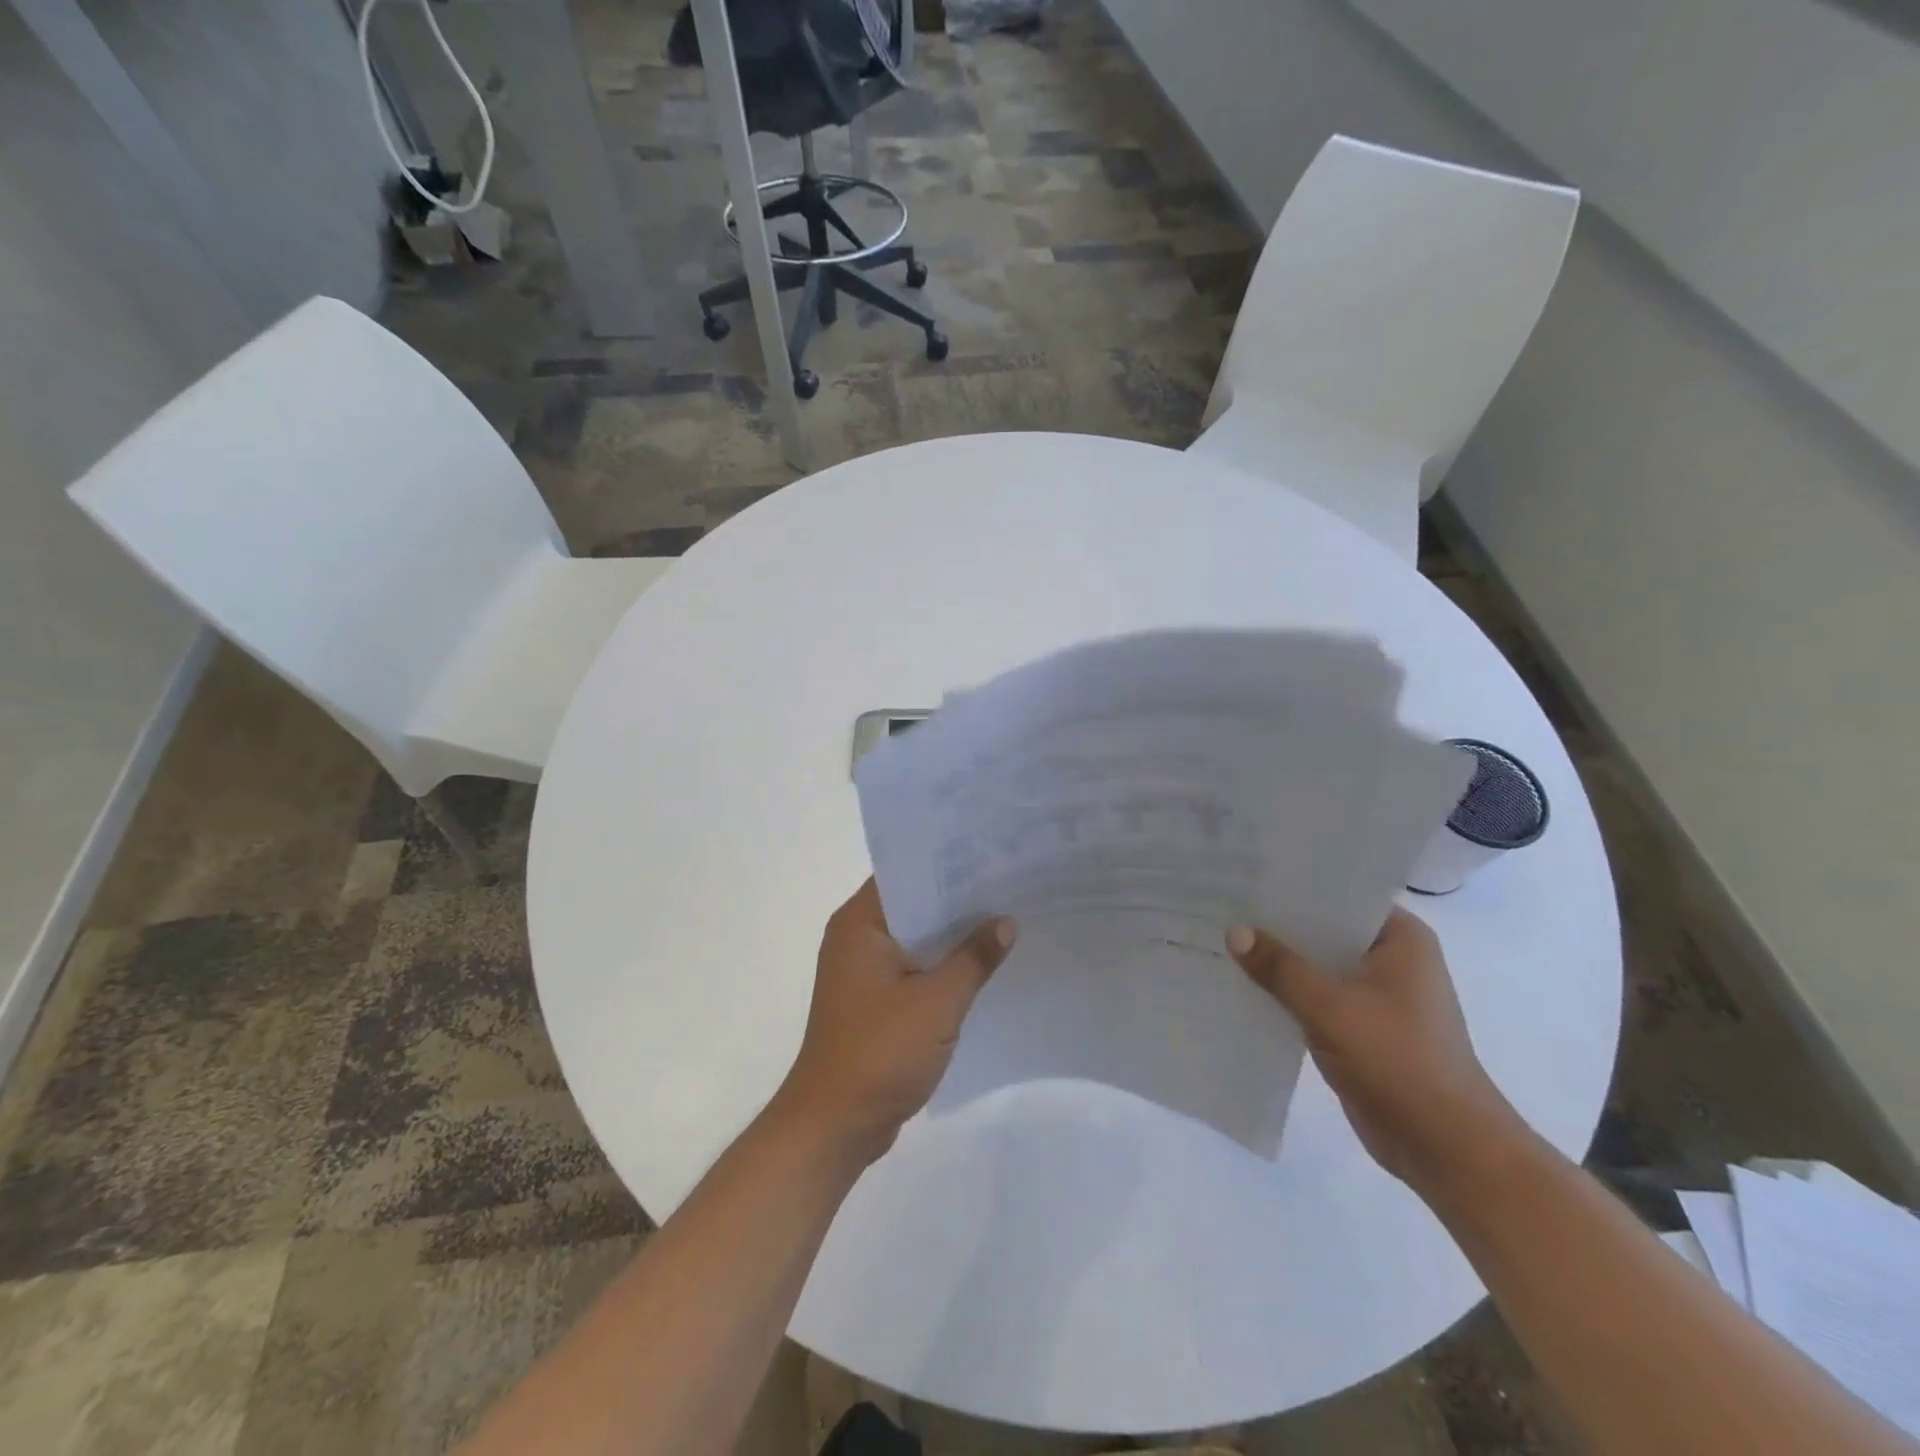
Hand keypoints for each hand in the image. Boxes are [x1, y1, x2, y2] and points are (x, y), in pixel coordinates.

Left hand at [771, 880, 1015, 1166]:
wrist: (835, 1125)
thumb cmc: (880, 1052)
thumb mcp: (937, 1002)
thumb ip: (974, 957)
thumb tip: (1006, 920)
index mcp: (859, 924)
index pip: (905, 874)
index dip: (947, 864)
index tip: (990, 856)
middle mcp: (856, 938)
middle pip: (913, 905)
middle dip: (958, 900)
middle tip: (1009, 885)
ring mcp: (862, 972)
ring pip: (915, 939)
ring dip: (952, 936)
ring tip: (1005, 918)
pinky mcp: (873, 1001)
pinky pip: (913, 968)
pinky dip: (941, 966)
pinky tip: (982, 966)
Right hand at [1227, 908, 1523, 1195]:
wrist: (1445, 1147)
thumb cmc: (1398, 1060)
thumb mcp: (1330, 1007)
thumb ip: (1280, 967)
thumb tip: (1234, 931)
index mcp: (1401, 939)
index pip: (1341, 894)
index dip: (1295, 884)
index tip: (1249, 873)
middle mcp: (1392, 959)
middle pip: (1326, 929)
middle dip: (1280, 923)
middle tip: (1225, 902)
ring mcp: (1378, 995)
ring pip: (1319, 965)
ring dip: (1281, 960)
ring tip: (1224, 937)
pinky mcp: (1362, 1028)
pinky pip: (1317, 997)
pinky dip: (1288, 992)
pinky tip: (1244, 984)